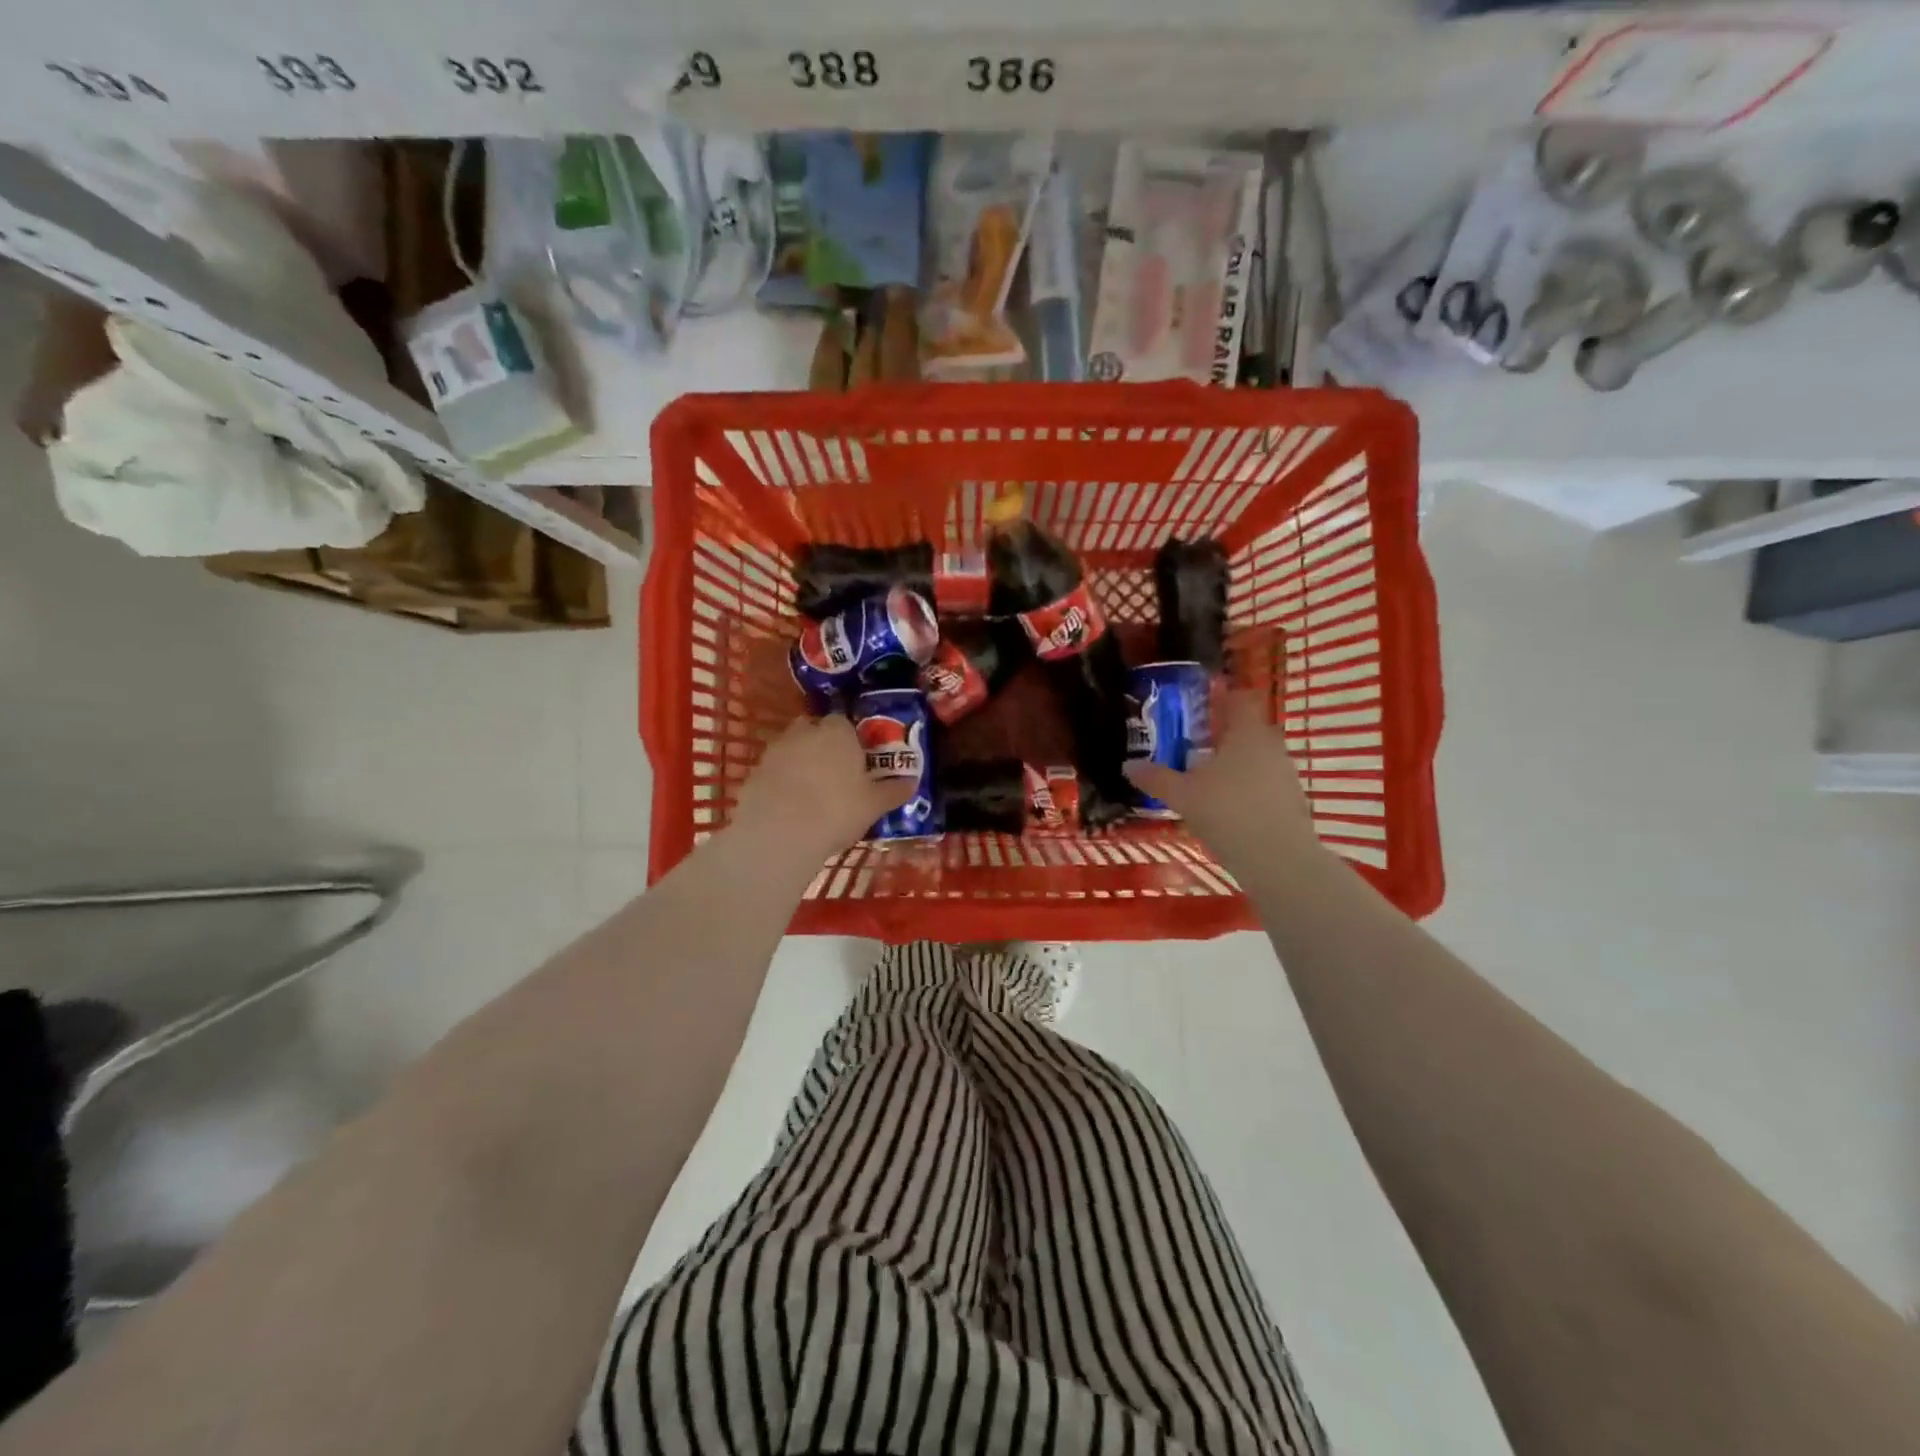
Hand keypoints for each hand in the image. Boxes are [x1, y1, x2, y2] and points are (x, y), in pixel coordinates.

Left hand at [730, 715, 912, 855]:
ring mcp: (776, 750)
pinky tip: (790, 806)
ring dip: (801, 763)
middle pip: (815, 730)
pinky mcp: (754, 771)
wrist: (779, 832)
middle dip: (823, 746)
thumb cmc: (836, 811)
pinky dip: (782, 782)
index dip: (851, 741)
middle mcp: (805, 732)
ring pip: (793, 749)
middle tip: (835, 775)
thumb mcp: (874, 805)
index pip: (845, 723)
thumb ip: (893, 790)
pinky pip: (774, 771)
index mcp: (838, 732)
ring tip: (812, 793)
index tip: (857, 762)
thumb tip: (911, 782)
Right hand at [1124, 690, 1315, 864]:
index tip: (1201, 704)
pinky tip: (1227, 808)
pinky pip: (1266, 784)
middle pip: (1249, 729)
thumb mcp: (1182, 795)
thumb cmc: (1227, 813)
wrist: (1278, 861)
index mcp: (1247, 733)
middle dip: (1225, 735)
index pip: (1240, 698)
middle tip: (1195, 745)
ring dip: (1236, 764)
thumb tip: (1128, 765)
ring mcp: (1287, 775)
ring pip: (1259, 758)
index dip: (1222, 697)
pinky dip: (1248, 789)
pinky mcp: (1293, 803)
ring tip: (1207, 780)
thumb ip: (1156, 778)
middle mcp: (1272, 747)